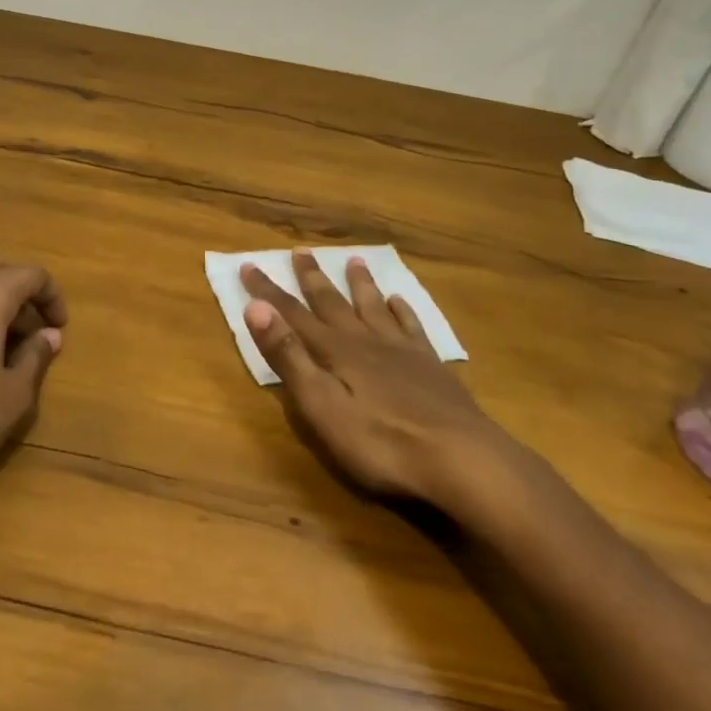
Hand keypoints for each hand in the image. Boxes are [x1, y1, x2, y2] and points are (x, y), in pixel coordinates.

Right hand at [243, 251, 505, 505]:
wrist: (461, 459)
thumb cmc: (380, 442)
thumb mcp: (321, 406)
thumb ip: (289, 357)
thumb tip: (255, 309)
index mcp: (335, 352)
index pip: (292, 314)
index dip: (268, 291)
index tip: (249, 265)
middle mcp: (365, 341)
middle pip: (333, 303)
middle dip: (312, 278)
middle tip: (301, 251)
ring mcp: (402, 351)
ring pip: (373, 307)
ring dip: (359, 284)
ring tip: (353, 260)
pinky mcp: (430, 367)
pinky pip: (411, 326)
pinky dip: (401, 310)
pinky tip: (399, 301)